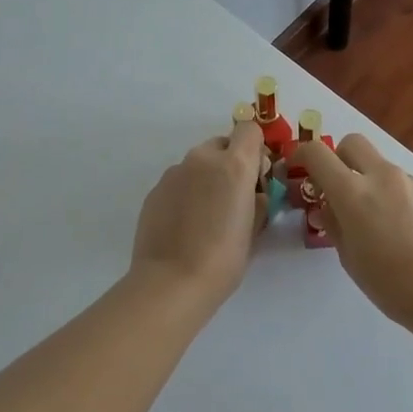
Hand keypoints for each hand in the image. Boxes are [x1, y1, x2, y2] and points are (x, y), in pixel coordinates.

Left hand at [130, 121, 264, 308]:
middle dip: (230, 164)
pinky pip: (178, 182)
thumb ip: (258, 202)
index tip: (257, 177)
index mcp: (233, 165)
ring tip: (206, 217)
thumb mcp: (254, 231)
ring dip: (206, 179)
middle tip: (233, 199)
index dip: (255, 149)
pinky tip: (185, 226)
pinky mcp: (154, 190)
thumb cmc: (223, 258)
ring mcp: (174, 173)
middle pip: (222, 145)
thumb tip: (255, 195)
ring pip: (198, 164)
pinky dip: (186, 194)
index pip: (249, 130)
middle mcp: (202, 160)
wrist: (171, 281)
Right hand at [301, 134, 412, 328]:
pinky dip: (388, 193)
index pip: (317, 153)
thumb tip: (327, 207)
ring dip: (365, 178)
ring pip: (377, 164)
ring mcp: (409, 181)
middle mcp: (381, 176)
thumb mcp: (349, 257)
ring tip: (371, 218)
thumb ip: (334, 224)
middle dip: (338, 158)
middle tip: (336, 188)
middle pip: (351, 143)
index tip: (296, 169)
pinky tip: (397, 227)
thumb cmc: (390, 283)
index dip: (301, 155)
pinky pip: (399, 181)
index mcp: (353, 193)